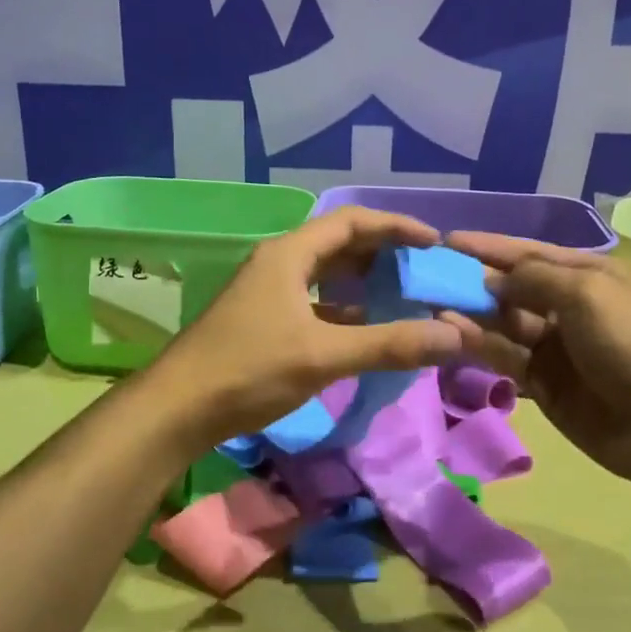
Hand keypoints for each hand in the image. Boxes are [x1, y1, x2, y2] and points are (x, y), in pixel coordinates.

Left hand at [154, 207, 465, 441]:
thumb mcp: (323, 355)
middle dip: (383, 253)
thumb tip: (453, 336)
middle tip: (422, 270)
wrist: (177, 408)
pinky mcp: (263, 320)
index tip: (434, 242)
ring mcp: (267, 292)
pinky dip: (343, 309)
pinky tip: (364, 329)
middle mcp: (278, 263)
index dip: (396, 227)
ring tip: (402, 296)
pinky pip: (314, 302)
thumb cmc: (248, 369)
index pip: (352, 222)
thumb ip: (387, 344)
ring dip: (363, 281)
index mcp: (290, 254)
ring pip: (325, 275)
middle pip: (339, 244)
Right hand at [440, 232, 630, 494]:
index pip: (529, 253)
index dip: (488, 247)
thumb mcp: (585, 293)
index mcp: (588, 275)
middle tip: (428, 277)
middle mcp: (568, 306)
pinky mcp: (542, 383)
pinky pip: (504, 357)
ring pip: (502, 323)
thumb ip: (533, 278)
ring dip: (470, 313)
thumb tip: (492, 279)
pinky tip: (451, 335)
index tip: (446, 241)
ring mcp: (554, 347)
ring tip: (432, 304)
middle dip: (473, 281)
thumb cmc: (630, 344)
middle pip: (511, 288)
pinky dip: (479, 346)